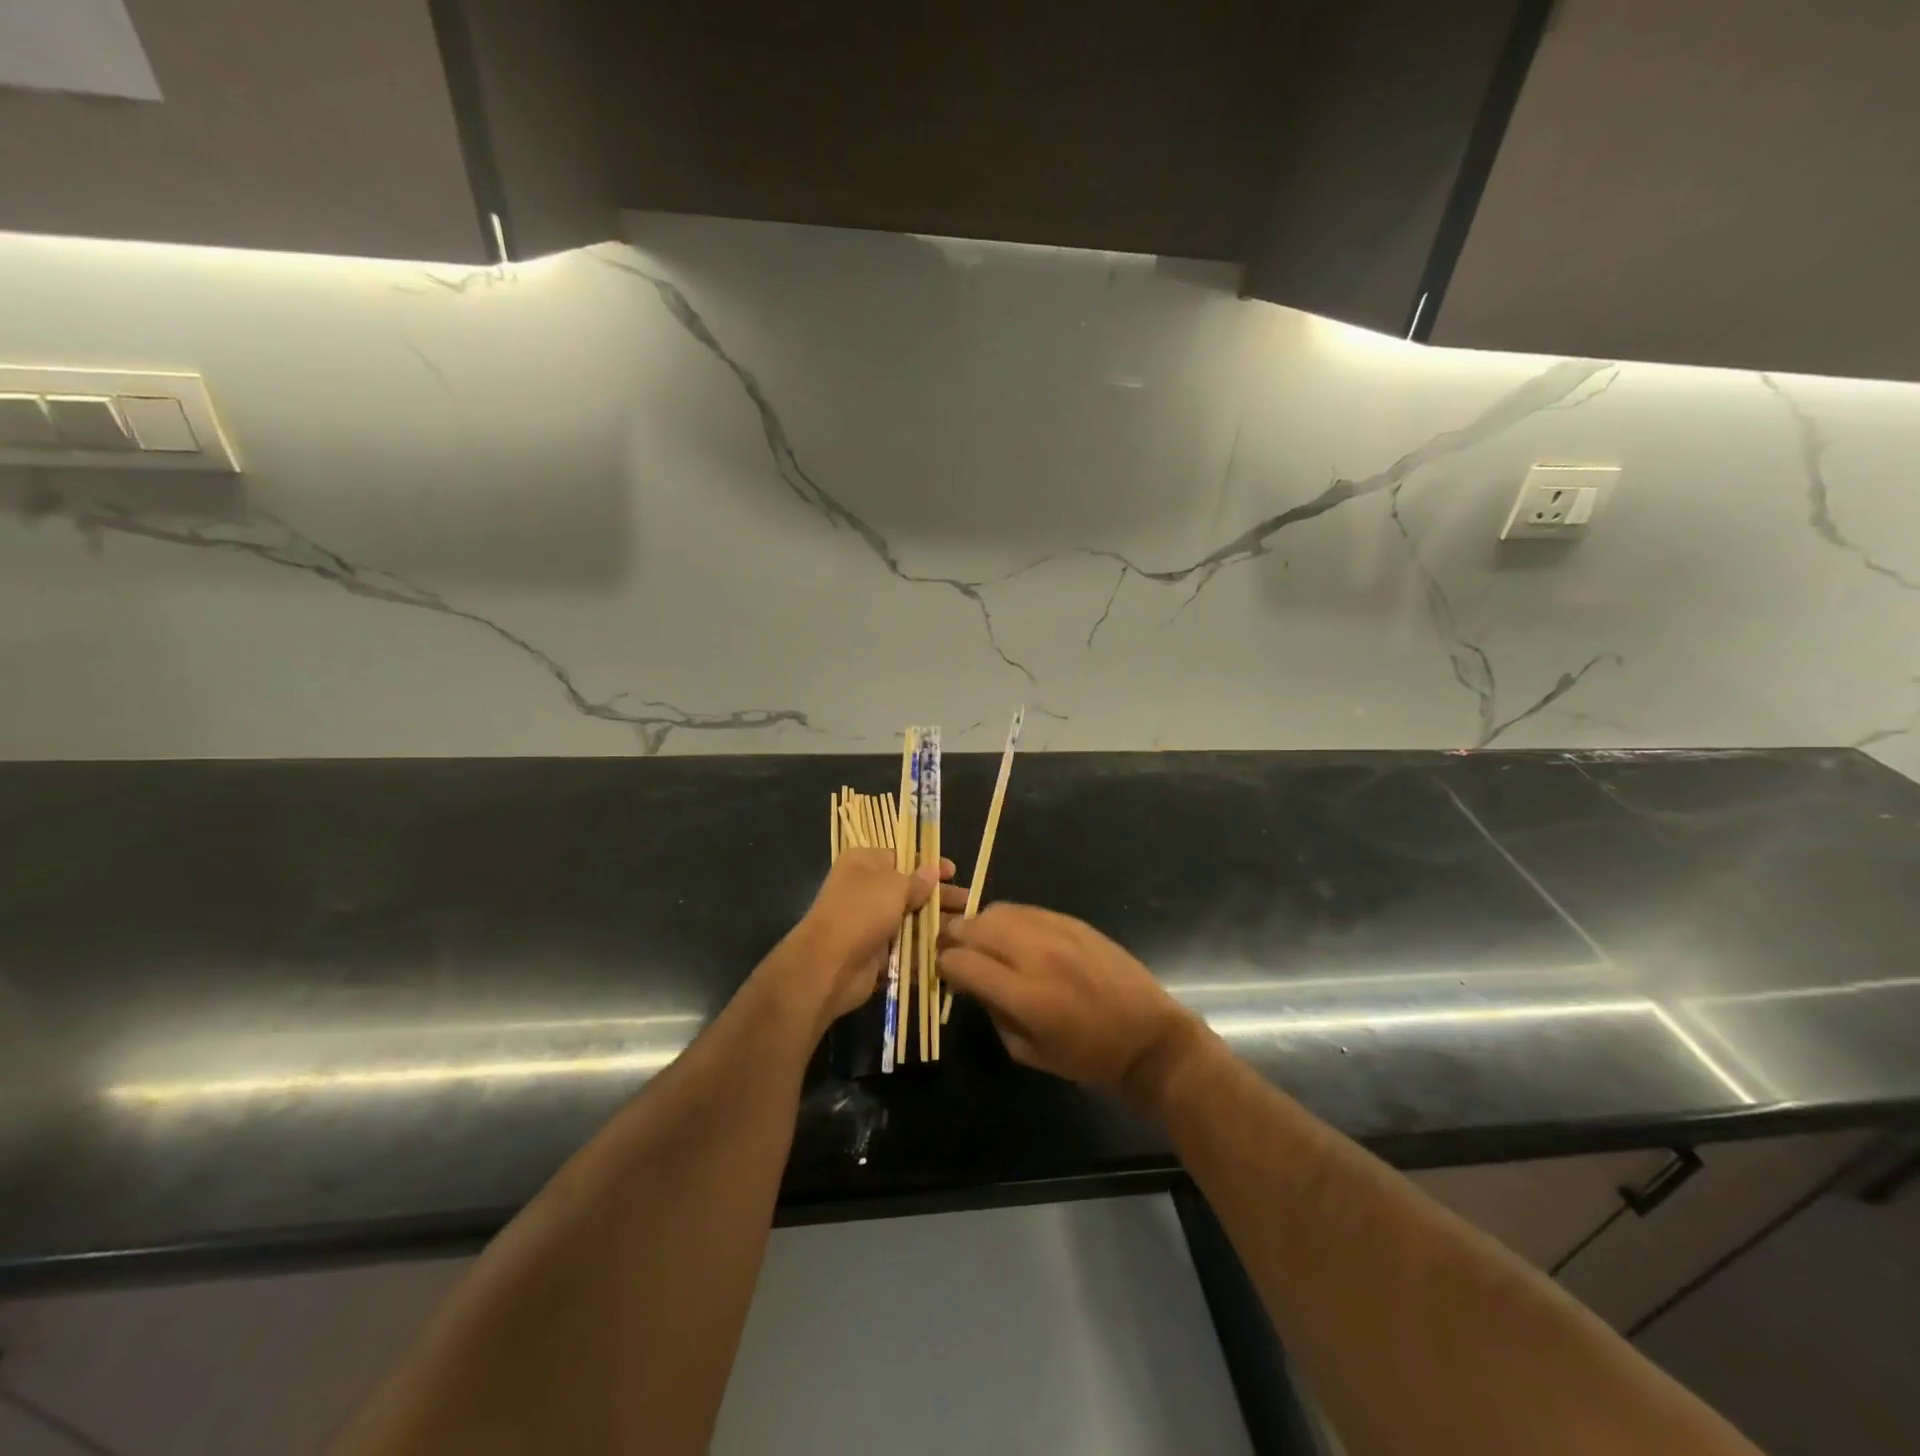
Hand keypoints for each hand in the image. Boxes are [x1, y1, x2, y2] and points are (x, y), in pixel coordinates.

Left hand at [788, 850, 966, 1031]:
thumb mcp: (894, 886)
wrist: (829, 965)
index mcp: (864, 863)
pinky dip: (925, 949)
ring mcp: (871, 922)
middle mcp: (866, 889)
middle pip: (910, 889)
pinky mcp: (876, 952)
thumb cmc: (861, 912)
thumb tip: (932, 871)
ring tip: (966, 931)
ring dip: (936, 925)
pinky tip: (951, 952)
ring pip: (910, 920)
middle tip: (969, 904)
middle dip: (939, 897)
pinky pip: (906, 947)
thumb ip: (917, 880)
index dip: (929, 864)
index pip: (902, 857)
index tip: (954, 872)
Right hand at [938, 905, 1206, 1103]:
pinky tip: (1014, 937)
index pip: (960, 961)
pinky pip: (1026, 909)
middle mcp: (1034, 953)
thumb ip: (993, 1013)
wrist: (1147, 1036)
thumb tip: (973, 983)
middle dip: (953, 938)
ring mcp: (1055, 931)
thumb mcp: (1027, 1052)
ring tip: (983, 942)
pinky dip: (1010, 920)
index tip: (944, 973)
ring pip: (997, 910)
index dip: (943, 966)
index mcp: (1023, 994)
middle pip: (973, 926)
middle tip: (954, 952)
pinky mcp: (1072, 921)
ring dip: (980, 925)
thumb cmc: (1087, 1057)